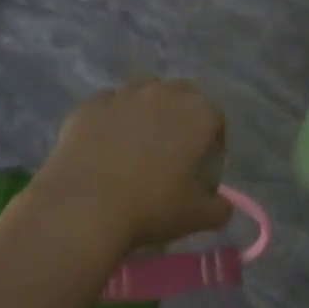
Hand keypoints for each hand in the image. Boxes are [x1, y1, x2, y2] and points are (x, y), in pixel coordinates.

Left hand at [29, 77, 231, 257]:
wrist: (85, 206)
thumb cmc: (152, 208)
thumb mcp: (198, 217)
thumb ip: (219, 207)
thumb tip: (222, 204)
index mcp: (198, 114)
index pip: (216, 118)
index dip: (213, 141)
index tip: (202, 165)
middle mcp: (165, 93)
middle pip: (183, 94)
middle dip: (182, 114)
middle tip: (171, 148)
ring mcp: (125, 94)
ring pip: (144, 90)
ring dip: (147, 108)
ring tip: (137, 140)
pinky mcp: (92, 103)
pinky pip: (109, 103)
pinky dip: (112, 117)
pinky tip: (104, 144)